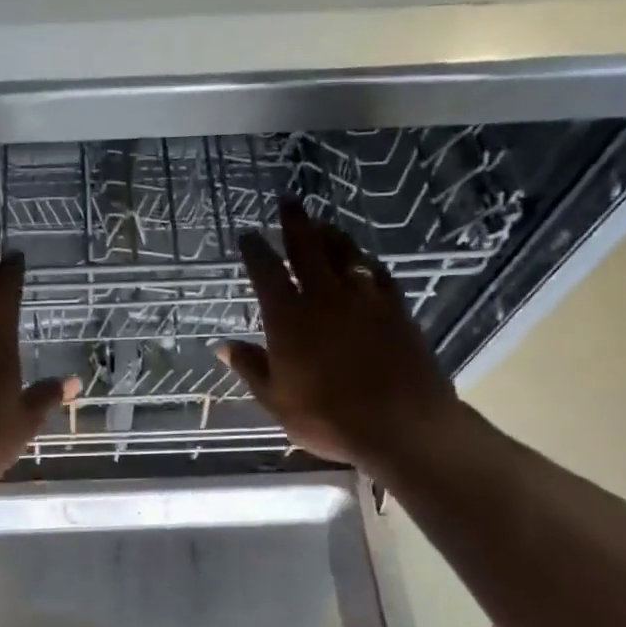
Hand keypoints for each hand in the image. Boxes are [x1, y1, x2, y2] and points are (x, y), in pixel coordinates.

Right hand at [216, 199, 463, 477]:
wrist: (402, 425)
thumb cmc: (328, 418)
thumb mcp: (276, 400)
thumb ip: (251, 367)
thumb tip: (222, 346)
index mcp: (289, 318)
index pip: (266, 273)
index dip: (255, 250)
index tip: (247, 235)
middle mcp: (324, 298)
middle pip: (307, 248)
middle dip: (295, 222)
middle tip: (288, 201)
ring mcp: (364, 299)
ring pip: (344, 254)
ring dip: (330, 234)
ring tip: (322, 223)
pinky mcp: (395, 309)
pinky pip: (377, 273)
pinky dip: (364, 261)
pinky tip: (362, 260)